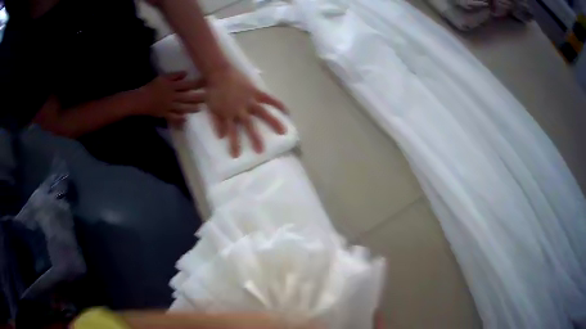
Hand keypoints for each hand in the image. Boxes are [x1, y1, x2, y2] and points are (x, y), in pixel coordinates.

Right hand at [140, 72, 204, 125]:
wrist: (140, 100)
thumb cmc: (152, 87)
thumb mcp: (163, 78)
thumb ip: (175, 76)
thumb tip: (186, 73)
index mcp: (172, 87)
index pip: (187, 85)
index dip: (197, 84)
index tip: (207, 83)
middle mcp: (172, 97)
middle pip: (187, 97)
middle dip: (198, 97)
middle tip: (209, 97)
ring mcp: (168, 107)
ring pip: (182, 108)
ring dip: (191, 108)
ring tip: (200, 108)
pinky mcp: (164, 114)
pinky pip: (172, 117)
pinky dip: (179, 119)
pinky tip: (185, 120)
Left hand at [205, 66, 286, 156]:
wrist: (218, 72)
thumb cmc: (213, 91)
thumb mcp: (211, 108)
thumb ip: (216, 122)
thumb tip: (221, 137)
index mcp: (228, 114)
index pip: (231, 132)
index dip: (234, 144)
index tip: (237, 156)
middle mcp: (241, 110)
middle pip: (248, 126)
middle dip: (255, 139)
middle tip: (261, 151)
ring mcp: (250, 100)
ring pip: (263, 113)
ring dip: (273, 122)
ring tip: (283, 132)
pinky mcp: (256, 92)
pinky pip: (269, 98)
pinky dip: (278, 104)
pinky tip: (287, 111)